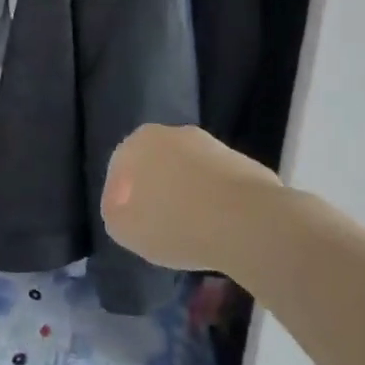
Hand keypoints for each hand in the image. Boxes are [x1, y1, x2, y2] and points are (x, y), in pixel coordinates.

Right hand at [102, 124, 283, 273]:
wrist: (249, 222)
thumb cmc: (175, 223)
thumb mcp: (124, 229)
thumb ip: (115, 215)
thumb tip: (124, 209)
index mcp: (140, 142)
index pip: (119, 169)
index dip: (118, 199)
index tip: (128, 225)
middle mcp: (174, 133)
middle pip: (156, 165)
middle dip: (154, 192)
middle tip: (156, 226)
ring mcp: (212, 145)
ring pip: (188, 172)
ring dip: (185, 196)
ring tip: (189, 231)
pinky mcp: (244, 163)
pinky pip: (217, 184)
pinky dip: (214, 202)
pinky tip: (217, 229)